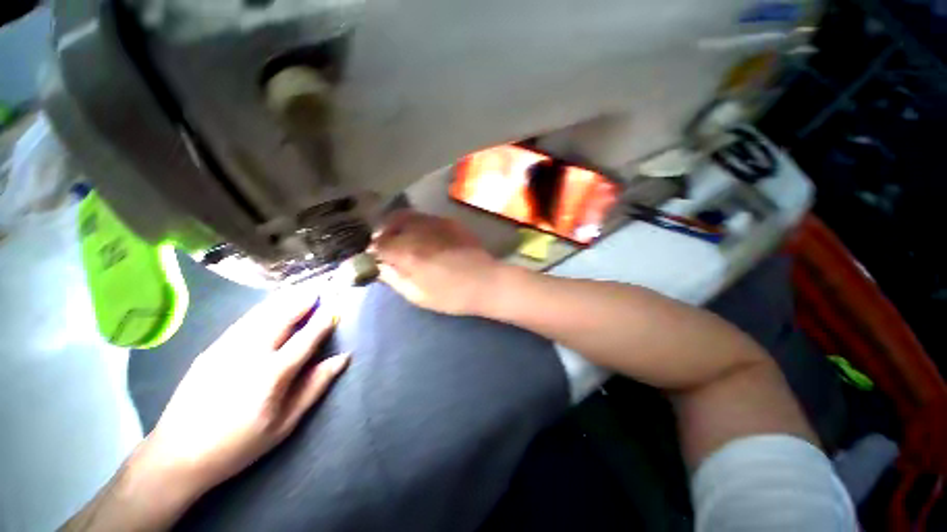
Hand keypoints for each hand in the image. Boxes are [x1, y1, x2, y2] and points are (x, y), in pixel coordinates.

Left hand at [132, 287, 349, 501]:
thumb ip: (314, 387)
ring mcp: (226, 349)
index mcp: (271, 375)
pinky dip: (261, 310)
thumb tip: (342, 359)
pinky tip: (269, 306)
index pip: (305, 339)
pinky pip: (243, 322)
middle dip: (302, 302)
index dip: (323, 322)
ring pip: (261, 315)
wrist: (177, 454)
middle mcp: (250, 355)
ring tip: (299, 291)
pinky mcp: (211, 349)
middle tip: (319, 290)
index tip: (336, 308)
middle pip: (282, 319)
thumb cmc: (239, 445)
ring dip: (283, 301)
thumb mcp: (285, 424)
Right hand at [371, 210, 502, 314]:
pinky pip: (425, 217)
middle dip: (383, 234)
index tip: (373, 258)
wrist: (486, 282)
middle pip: (390, 224)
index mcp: (407, 253)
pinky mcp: (450, 222)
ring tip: (401, 238)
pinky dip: (417, 224)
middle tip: (385, 245)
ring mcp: (436, 223)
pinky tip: (422, 236)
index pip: (378, 245)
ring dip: (398, 225)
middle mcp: (418, 232)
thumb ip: (394, 279)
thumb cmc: (452, 295)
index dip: (372, 251)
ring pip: (408, 216)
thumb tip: (379, 268)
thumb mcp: (418, 295)